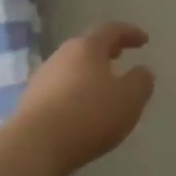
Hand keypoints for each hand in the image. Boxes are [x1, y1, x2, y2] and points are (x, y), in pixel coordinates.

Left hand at [13, 22, 155, 175]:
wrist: (35, 144)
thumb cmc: (89, 115)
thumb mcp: (128, 99)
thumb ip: (141, 82)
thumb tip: (142, 71)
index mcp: (87, 48)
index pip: (111, 30)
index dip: (130, 33)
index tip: (144, 41)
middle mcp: (62, 55)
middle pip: (87, 45)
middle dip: (106, 49)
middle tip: (120, 55)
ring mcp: (43, 77)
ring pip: (71, 66)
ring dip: (89, 70)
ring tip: (103, 84)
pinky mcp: (32, 100)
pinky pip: (60, 87)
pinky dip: (75, 89)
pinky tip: (81, 106)